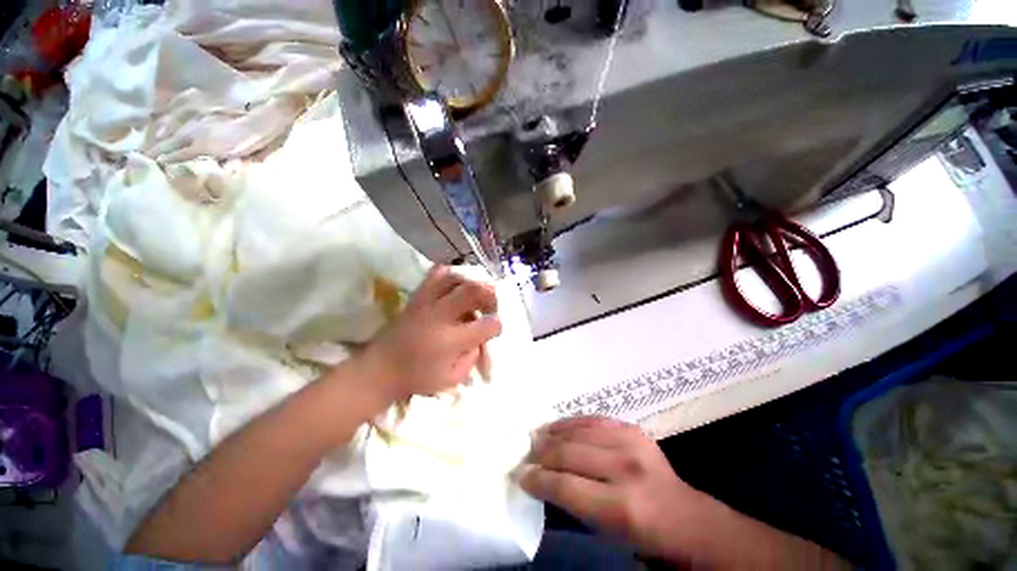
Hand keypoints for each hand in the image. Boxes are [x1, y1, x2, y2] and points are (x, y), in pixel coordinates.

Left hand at [359, 265, 501, 401]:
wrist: (379, 370)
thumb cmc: (417, 378)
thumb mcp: (452, 379)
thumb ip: (472, 358)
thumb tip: (479, 338)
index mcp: (451, 341)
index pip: (487, 325)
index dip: (496, 326)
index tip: (493, 329)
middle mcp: (440, 316)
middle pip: (473, 291)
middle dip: (490, 295)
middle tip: (490, 305)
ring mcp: (426, 303)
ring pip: (455, 278)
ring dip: (472, 283)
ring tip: (475, 294)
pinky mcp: (416, 297)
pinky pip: (435, 274)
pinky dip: (450, 275)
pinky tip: (456, 285)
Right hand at [521, 416, 714, 562]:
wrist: (687, 518)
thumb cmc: (645, 537)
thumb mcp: (608, 533)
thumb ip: (572, 505)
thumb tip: (541, 482)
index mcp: (620, 507)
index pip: (563, 486)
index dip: (537, 479)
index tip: (520, 475)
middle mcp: (624, 470)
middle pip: (568, 453)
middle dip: (541, 453)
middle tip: (526, 454)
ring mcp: (631, 444)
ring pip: (578, 432)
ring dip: (553, 433)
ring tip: (538, 436)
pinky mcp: (633, 430)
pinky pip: (594, 420)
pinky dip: (573, 422)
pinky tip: (560, 425)